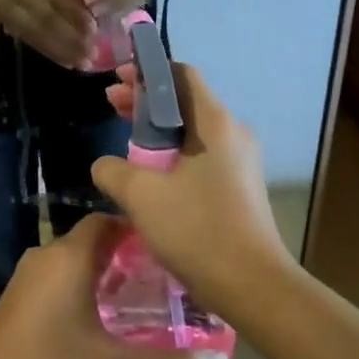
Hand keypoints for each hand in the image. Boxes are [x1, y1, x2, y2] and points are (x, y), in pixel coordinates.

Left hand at [0, 213, 228, 358]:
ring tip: (141, 303)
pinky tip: (102, 326)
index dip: (136, 229)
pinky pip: (56, 285)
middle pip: (91, 243)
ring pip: (72, 266)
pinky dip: (81, 294)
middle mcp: (44, 258)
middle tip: (164, 280)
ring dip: (103, 278)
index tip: (168, 247)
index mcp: (68, 257)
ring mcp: (25, 282)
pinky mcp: (15, 306)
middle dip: (126, 258)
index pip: (105, 220)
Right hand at [91, 63, 289, 315]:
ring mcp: (241, 162)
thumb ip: (113, 171)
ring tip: (125, 140)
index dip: (147, 72)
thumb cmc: (197, 230)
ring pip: (192, 132)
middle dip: (146, 102)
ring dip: (157, 130)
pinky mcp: (240, 188)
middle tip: (111, 104)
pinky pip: (202, 157)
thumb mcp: (141, 196)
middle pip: (185, 102)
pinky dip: (173, 154)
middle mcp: (233, 134)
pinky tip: (151, 175)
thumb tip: (105, 166)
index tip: (118, 80)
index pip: (181, 75)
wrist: (254, 286)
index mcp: (215, 123)